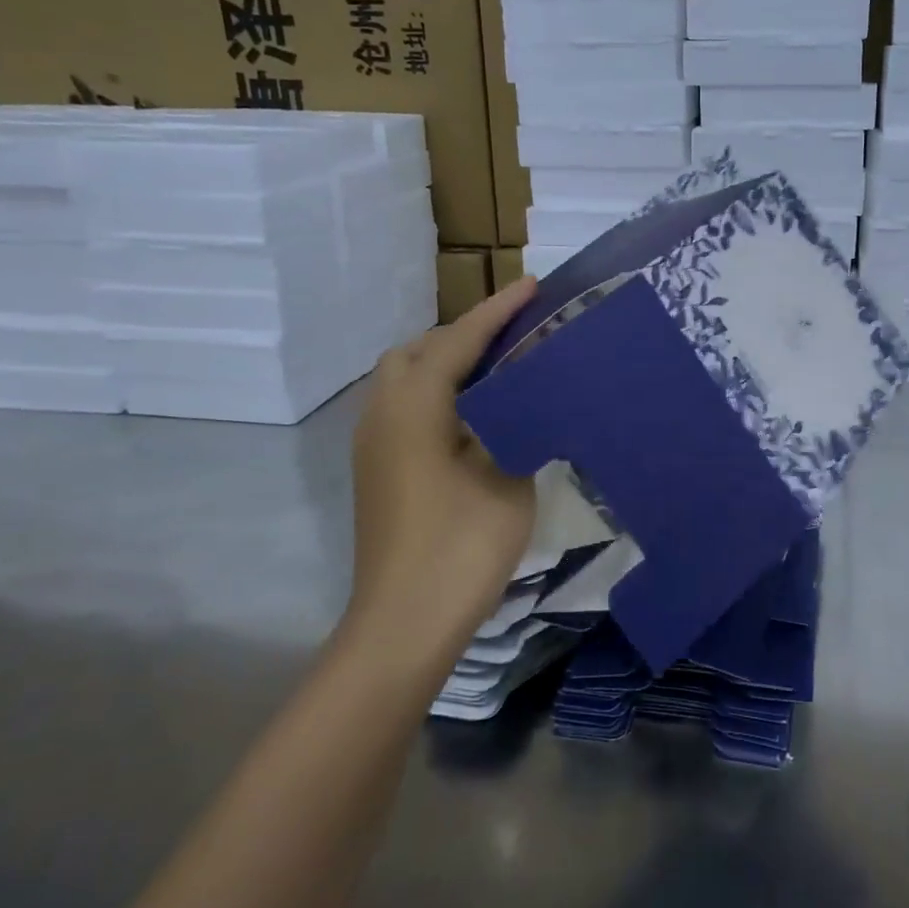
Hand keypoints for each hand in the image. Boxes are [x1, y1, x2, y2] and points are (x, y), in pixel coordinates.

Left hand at [342, 278, 538, 668]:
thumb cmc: (462, 543)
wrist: (405, 622)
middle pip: (419, 350)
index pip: (459, 340)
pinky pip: (407, 406)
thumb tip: (526, 391)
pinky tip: (475, 413)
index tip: (533, 286)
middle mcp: (383, 413)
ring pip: (407, 378)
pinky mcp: (379, 469)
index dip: (499, 311)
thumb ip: (515, 419)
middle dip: (465, 333)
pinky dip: (439, 391)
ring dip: (448, 362)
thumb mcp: (506, 472)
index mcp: (415, 406)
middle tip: (515, 336)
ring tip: (500, 368)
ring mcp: (375, 444)